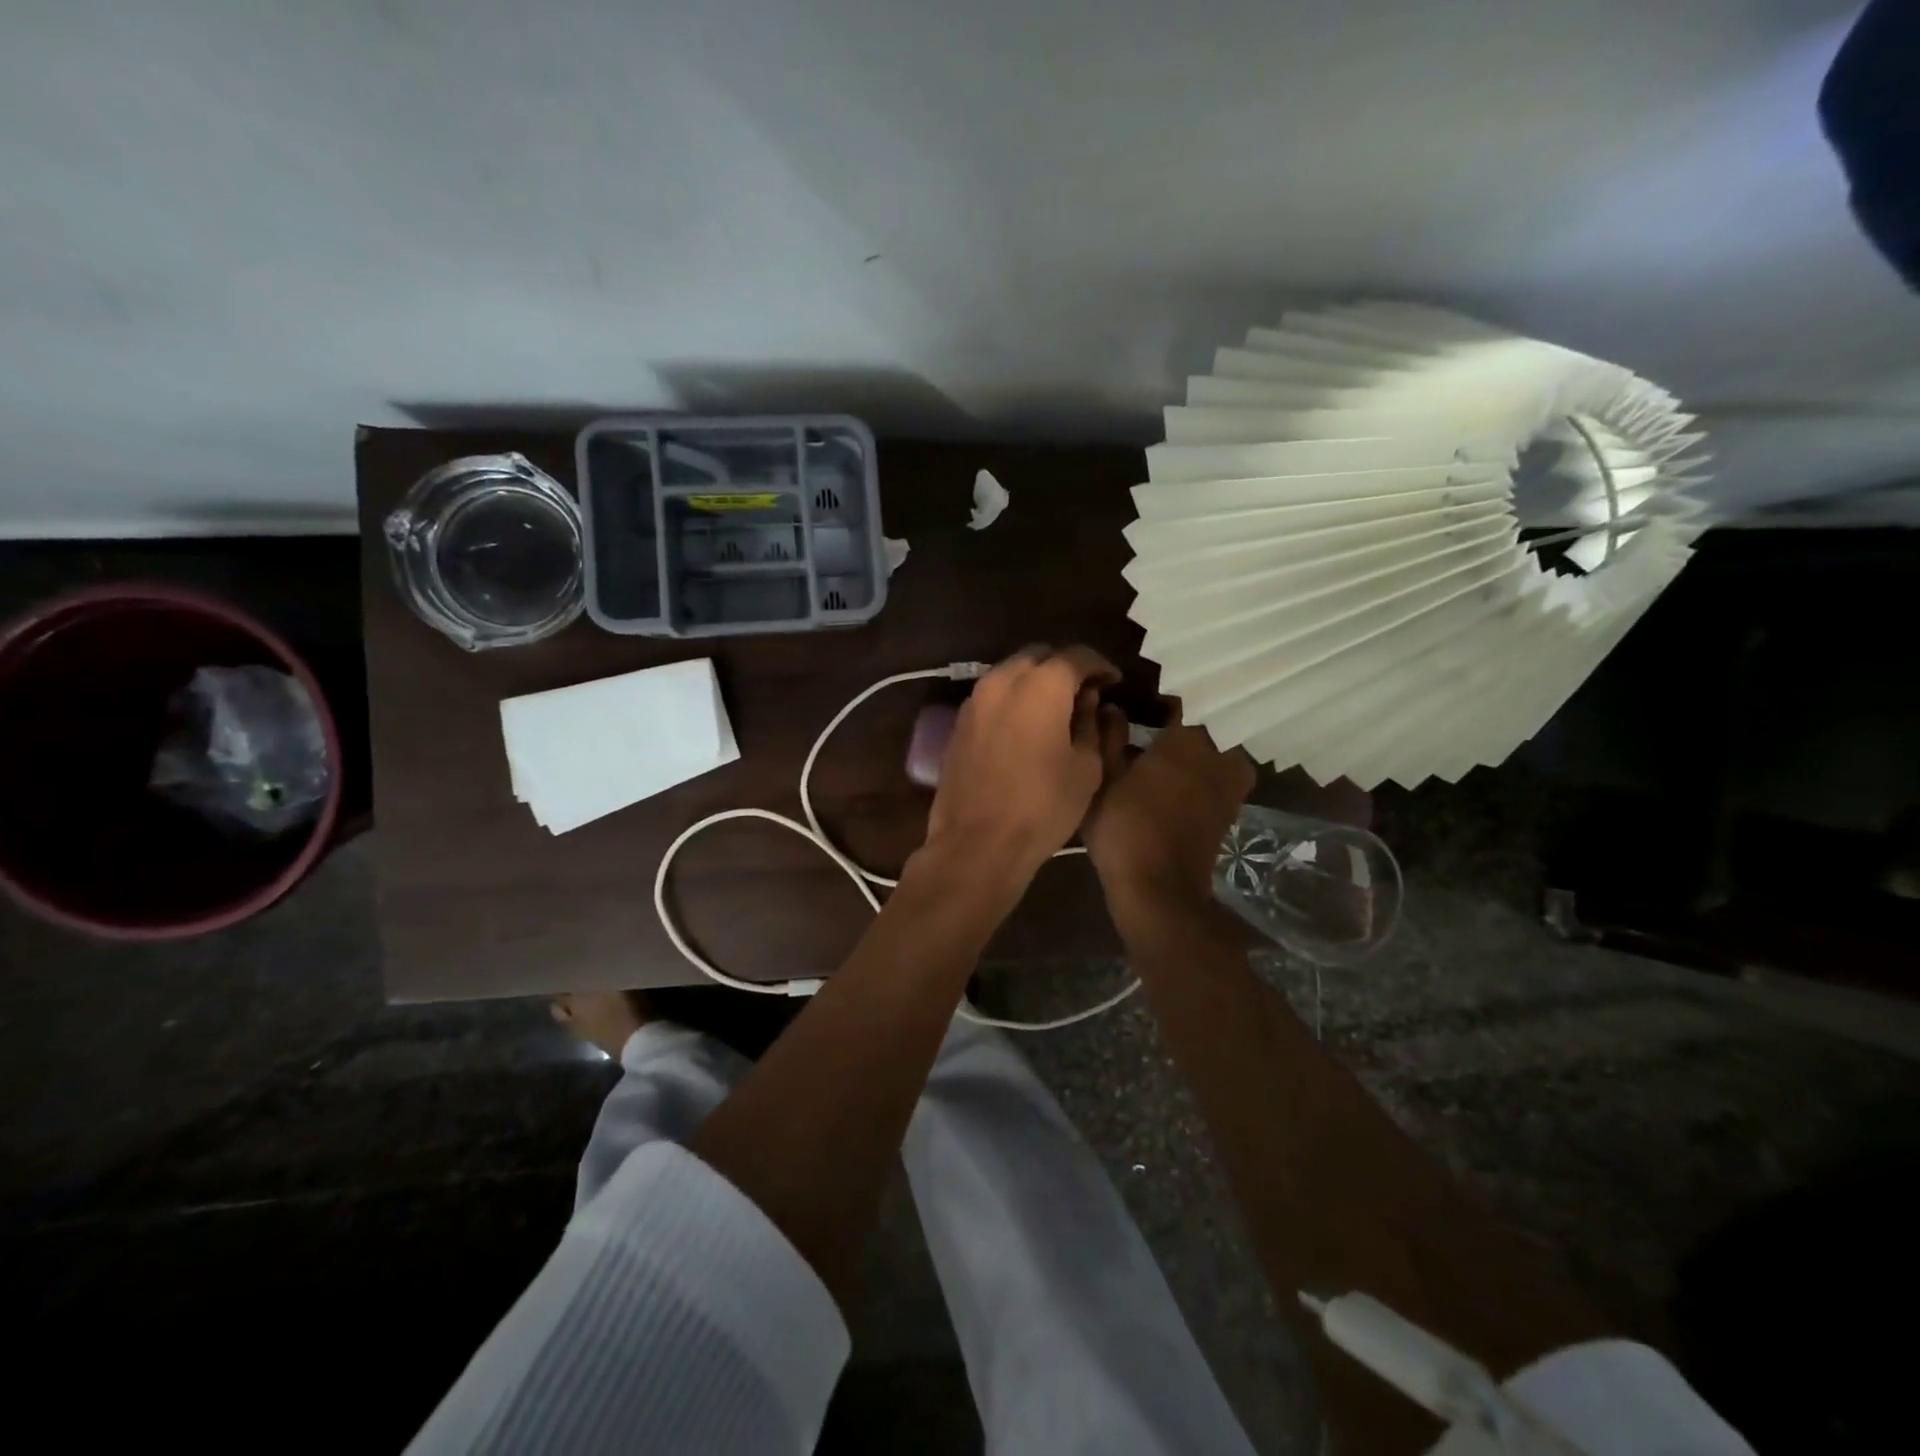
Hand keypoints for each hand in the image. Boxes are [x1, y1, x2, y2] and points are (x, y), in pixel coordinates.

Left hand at [922, 645, 1119, 887]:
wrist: (977, 843)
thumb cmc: (1043, 807)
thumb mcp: (1086, 767)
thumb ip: (1092, 724)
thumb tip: (1090, 701)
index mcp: (1040, 685)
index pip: (1076, 656)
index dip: (1100, 666)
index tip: (1114, 682)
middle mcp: (1002, 680)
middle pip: (1038, 656)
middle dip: (1064, 668)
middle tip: (1085, 693)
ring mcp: (974, 700)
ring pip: (1011, 673)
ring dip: (1035, 682)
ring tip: (1056, 709)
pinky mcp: (958, 722)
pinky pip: (992, 696)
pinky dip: (1012, 699)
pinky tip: (1026, 725)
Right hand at [1083, 699, 1253, 924]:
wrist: (1158, 889)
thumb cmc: (1124, 827)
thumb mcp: (1103, 778)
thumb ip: (1109, 737)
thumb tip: (1112, 707)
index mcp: (1187, 738)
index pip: (1179, 701)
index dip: (1157, 700)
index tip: (1137, 703)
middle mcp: (1218, 753)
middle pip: (1201, 725)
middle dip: (1177, 724)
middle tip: (1146, 727)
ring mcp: (1230, 783)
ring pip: (1213, 750)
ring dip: (1191, 750)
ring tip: (1158, 755)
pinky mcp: (1230, 809)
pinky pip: (1217, 775)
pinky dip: (1199, 773)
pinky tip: (1169, 782)